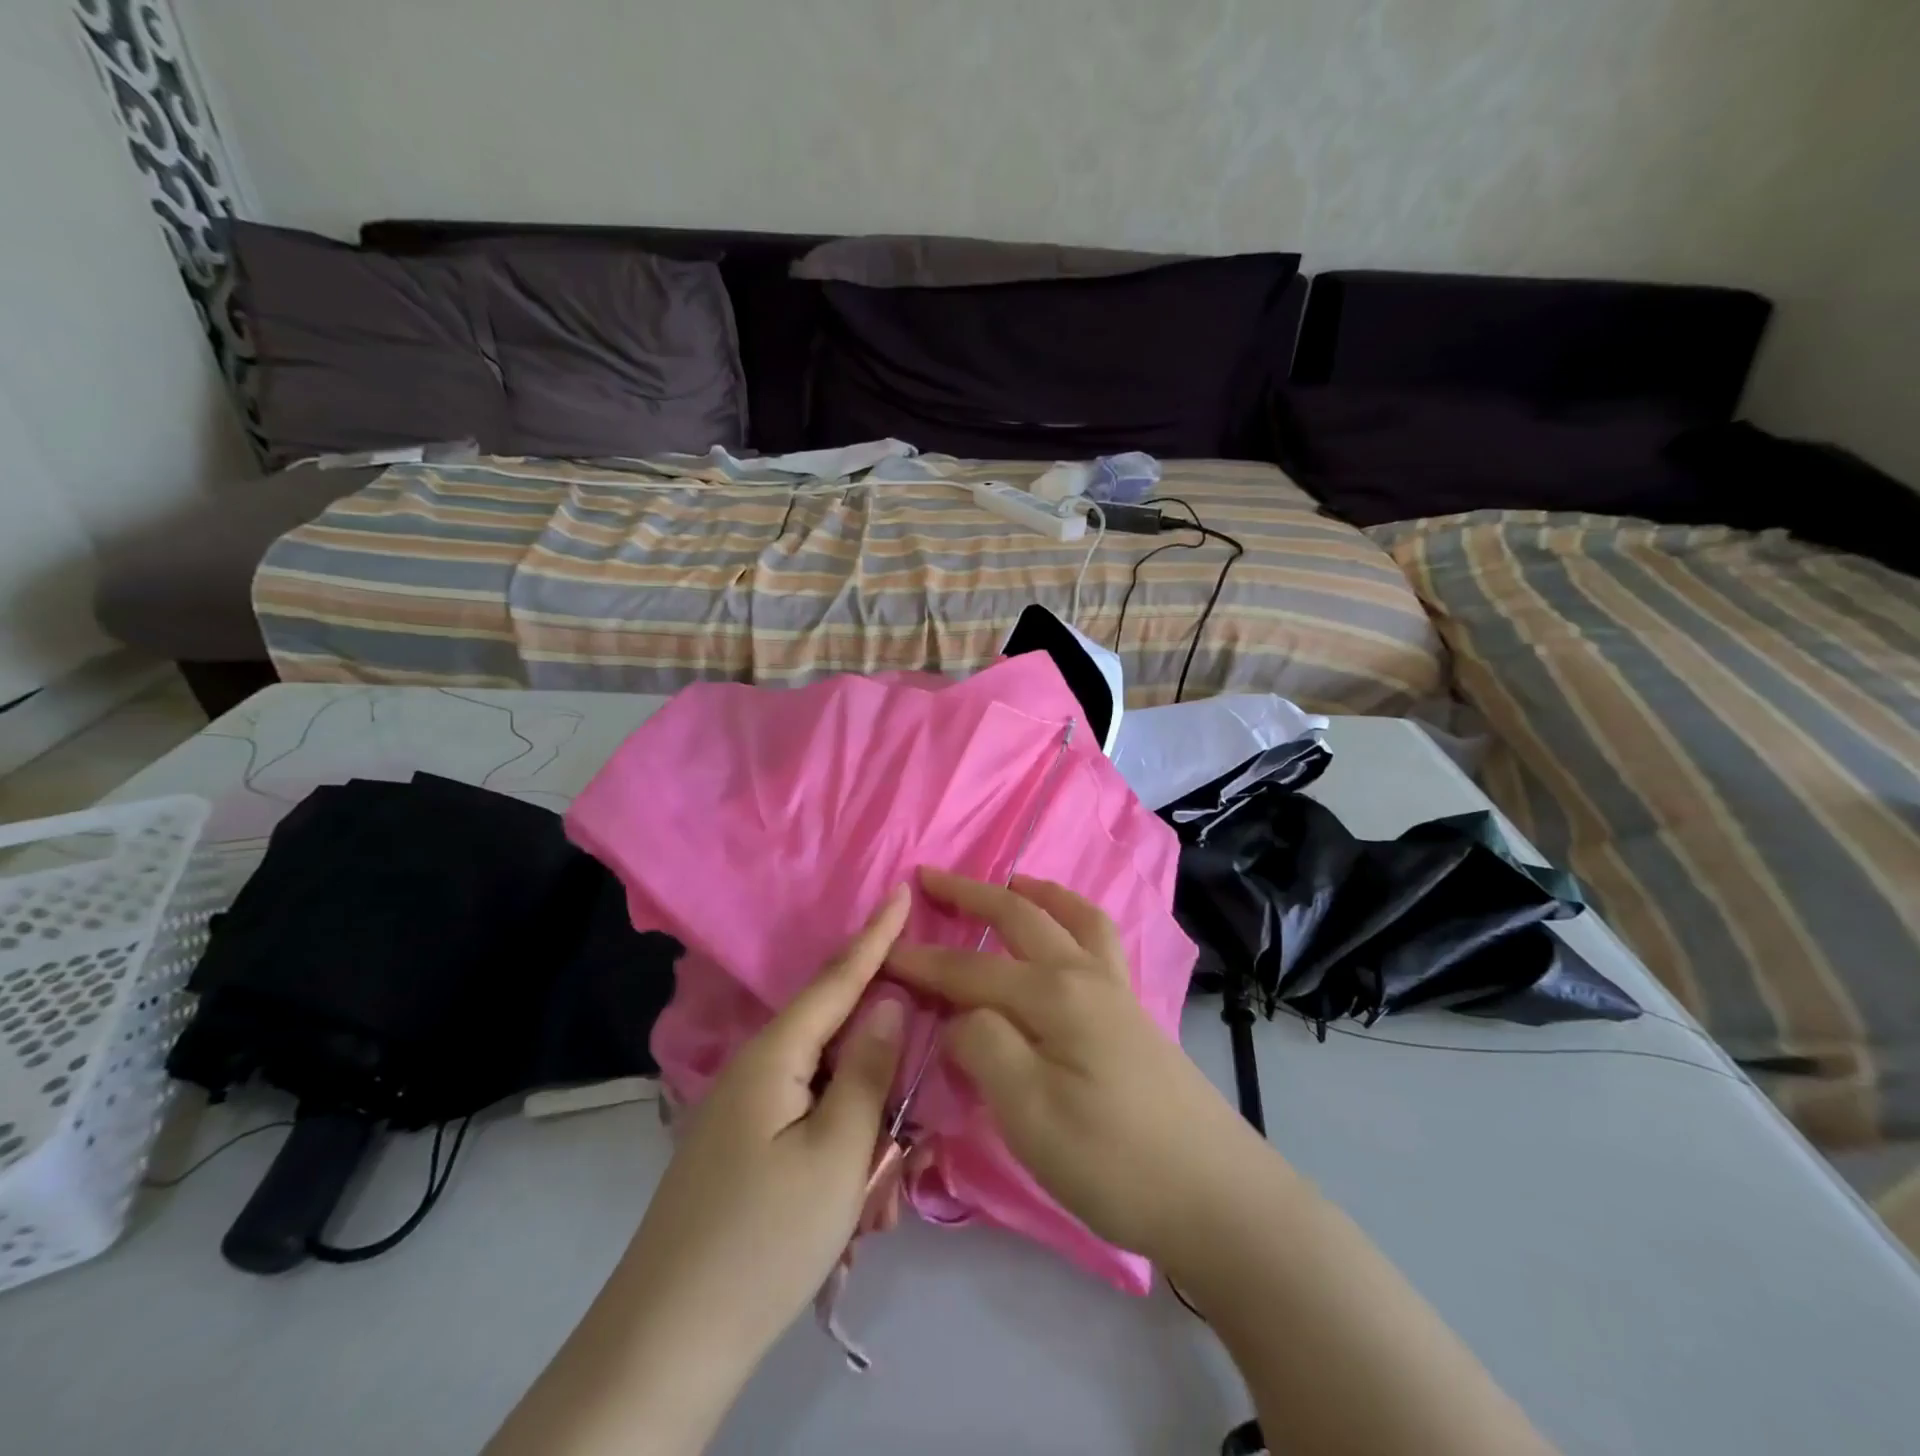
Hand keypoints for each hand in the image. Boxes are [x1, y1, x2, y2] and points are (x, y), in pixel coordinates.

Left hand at [623, 882, 911, 1360]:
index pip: (838, 978)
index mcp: (775, 1055)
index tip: (903, 890)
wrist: (664, 1345)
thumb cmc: (763, 1240)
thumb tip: (888, 1001)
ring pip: (830, 1094)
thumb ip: (869, 1070)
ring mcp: (747, 1112)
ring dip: (865, 1135)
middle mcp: (757, 1069)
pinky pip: (809, 1128)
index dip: (876, 936)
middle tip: (913, 1136)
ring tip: (879, 1202)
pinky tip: (853, 1213)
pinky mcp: (745, 1149)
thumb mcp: (837, 1154)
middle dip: (885, 1078)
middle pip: (841, 1044)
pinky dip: (840, 1159)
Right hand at [887, 866, 1267, 1269]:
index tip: (879, 952)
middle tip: (929, 877)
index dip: (922, 961)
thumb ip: (984, 1046)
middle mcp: (1084, 975)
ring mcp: (1116, 990)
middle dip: (970, 894)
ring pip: (1072, 917)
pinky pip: (1098, 940)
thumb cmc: (1114, 1160)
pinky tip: (1067, 934)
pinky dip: (1074, 917)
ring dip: (1034, 892)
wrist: (1217, 1197)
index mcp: (1053, 994)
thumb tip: (959, 1013)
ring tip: (1010, 881)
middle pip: (1020, 917)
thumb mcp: (1029, 1113)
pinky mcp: (1134, 1013)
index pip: (970, 968)